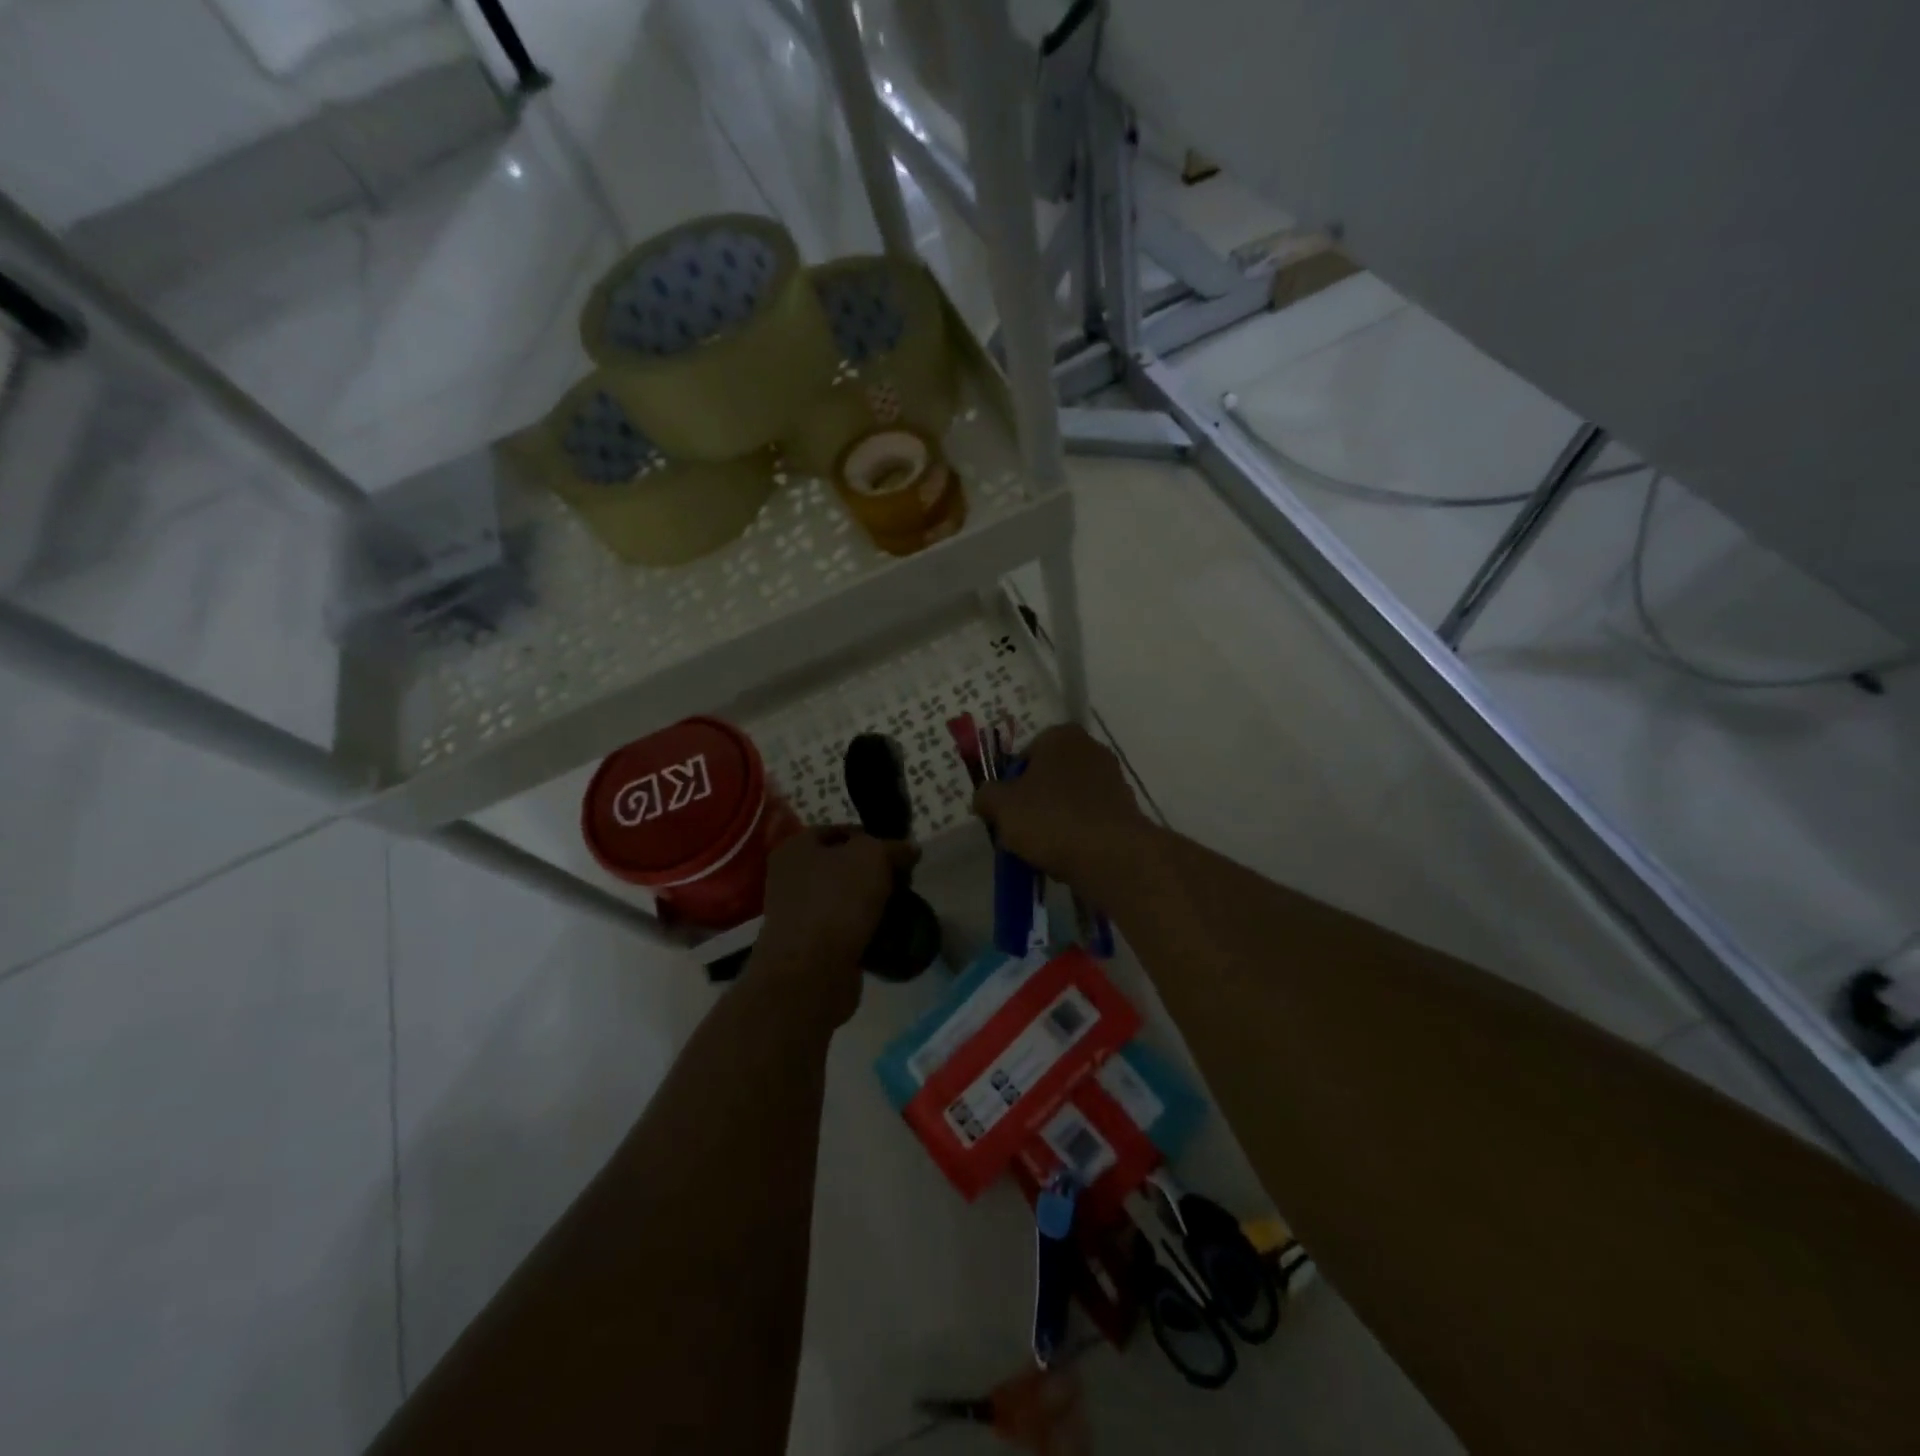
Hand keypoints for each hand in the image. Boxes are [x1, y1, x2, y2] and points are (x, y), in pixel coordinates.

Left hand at [752, 828, 916, 1024]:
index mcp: (796, 847)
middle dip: (875, 873)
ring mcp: (798, 913)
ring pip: (845, 899)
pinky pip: (844, 929)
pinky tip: (887, 934)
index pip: (839, 831)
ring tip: (900, 908)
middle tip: (903, 881)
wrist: (810, 972)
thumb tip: (909, 848)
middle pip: (842, 866)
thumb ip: (893, 847)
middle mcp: (790, 877)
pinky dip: (864, 931)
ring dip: (871, 903)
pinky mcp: (809, 946)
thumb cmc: (836, 901)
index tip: (898, 852)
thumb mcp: (873, 857)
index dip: (871, 836)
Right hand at [972, 725, 1147, 891]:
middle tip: (1020, 832)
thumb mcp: (1001, 806)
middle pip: (1047, 779)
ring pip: (1068, 802)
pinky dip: (1077, 835)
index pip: (1024, 756)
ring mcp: (1113, 779)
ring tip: (1042, 850)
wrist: (1111, 856)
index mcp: (1061, 736)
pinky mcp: (1125, 810)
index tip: (1005, 812)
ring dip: (1054, 822)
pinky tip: (1067, 858)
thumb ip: (986, 796)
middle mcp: (1091, 749)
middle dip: (1033, 803)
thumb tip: (986, 799)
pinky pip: (1089, 821)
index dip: (1010, 785)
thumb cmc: (1050, 818)